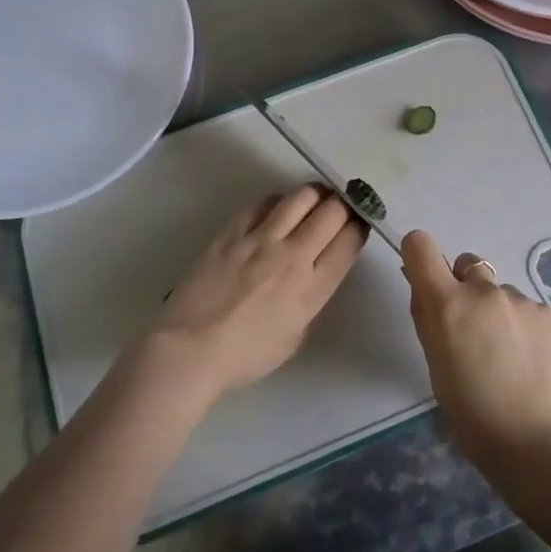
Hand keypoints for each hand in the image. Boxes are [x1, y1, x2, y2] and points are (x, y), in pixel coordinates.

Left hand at [147, 186, 365, 402]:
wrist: (190, 349)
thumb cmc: (245, 356)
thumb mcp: (295, 336)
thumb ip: (311, 300)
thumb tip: (314, 274)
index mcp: (313, 288)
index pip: (350, 241)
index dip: (360, 226)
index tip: (359, 224)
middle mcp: (293, 255)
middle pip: (333, 211)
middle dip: (344, 204)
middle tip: (341, 207)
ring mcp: (262, 238)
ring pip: (302, 196)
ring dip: (316, 195)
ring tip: (315, 200)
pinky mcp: (234, 230)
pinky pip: (264, 202)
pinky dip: (279, 202)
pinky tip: (277, 210)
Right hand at [400, 230, 550, 473]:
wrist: (540, 444)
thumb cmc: (473, 416)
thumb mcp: (436, 367)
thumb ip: (428, 320)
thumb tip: (422, 288)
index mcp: (447, 303)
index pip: (421, 245)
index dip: (419, 255)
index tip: (425, 280)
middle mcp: (482, 290)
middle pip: (466, 265)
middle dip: (464, 289)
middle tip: (472, 332)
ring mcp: (519, 299)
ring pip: (498, 291)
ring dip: (496, 311)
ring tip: (508, 356)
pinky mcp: (548, 313)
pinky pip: (526, 308)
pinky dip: (523, 326)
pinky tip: (530, 361)